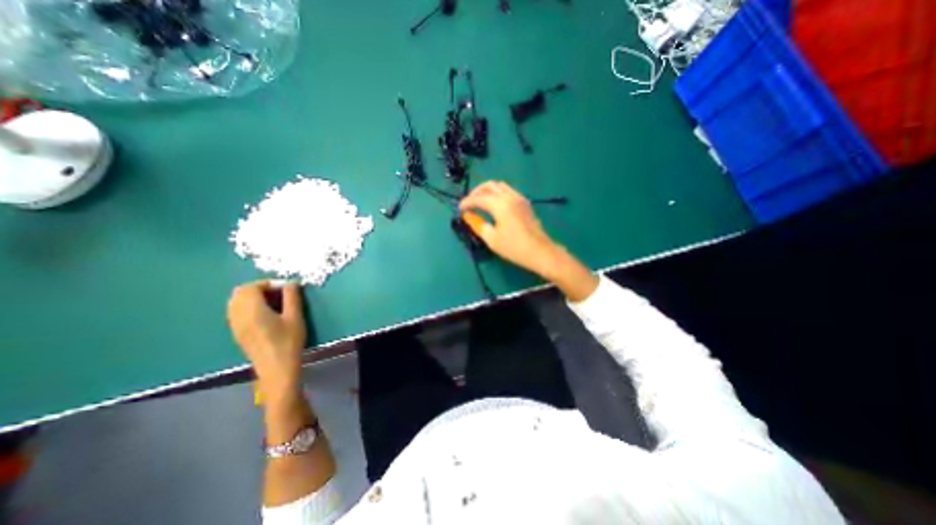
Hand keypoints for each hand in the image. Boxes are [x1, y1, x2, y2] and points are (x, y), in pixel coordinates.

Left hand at [229, 283, 309, 397]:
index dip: (269, 283)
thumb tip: (291, 283)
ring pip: (236, 302)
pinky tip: (266, 313)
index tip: (286, 287)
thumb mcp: (295, 317)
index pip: (252, 287)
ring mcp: (235, 325)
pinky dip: (249, 306)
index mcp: (252, 310)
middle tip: (279, 292)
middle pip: (240, 292)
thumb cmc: (288, 341)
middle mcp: (238, 315)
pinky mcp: (237, 332)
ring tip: (274, 302)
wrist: (276, 368)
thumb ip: (292, 297)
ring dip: (253, 296)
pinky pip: (237, 311)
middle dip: (260, 288)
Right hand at [460, 180, 598, 300]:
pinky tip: (494, 204)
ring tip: (480, 202)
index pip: (479, 198)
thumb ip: (478, 225)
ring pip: (500, 186)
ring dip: (487, 190)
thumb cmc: (514, 248)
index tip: (460, 209)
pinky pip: (508, 190)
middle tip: (469, 203)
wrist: (540, 252)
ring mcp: (519, 198)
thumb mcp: (492, 239)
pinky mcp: (525, 203)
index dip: (467, 202)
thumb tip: (467, 216)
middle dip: (476, 191)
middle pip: (490, 185)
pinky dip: (497, 193)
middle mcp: (510, 197)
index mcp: (501, 205)